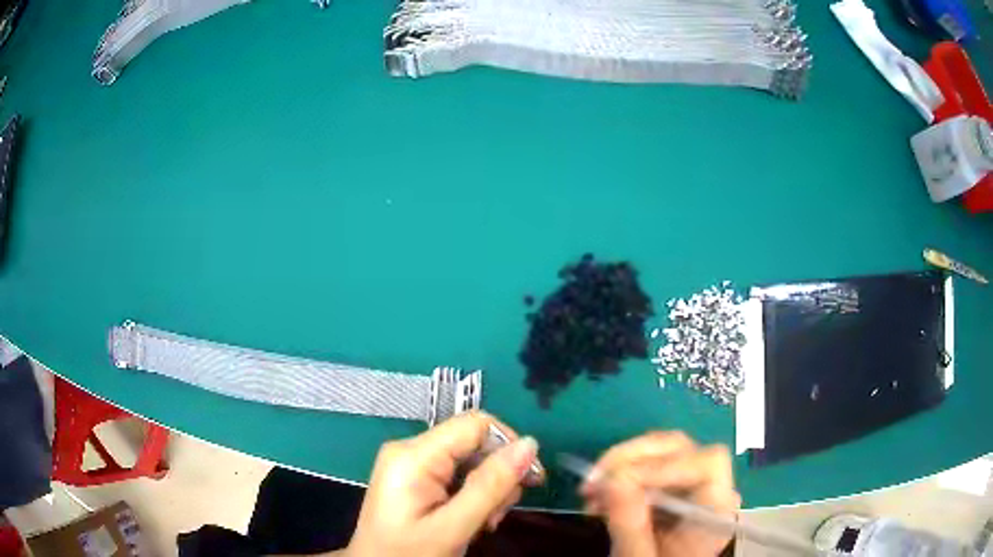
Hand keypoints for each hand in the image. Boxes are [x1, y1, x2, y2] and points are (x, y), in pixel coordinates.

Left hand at [344, 412, 542, 556]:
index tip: (530, 480)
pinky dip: (472, 495)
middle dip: (496, 476)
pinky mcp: (414, 477)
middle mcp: (410, 449)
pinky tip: (471, 519)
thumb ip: (490, 486)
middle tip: (497, 514)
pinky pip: (456, 474)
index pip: (475, 424)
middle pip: (474, 442)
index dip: (509, 446)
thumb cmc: (408, 554)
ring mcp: (411, 463)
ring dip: (487, 490)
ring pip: (469, 460)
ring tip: (484, 522)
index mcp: (413, 455)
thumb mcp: (453, 527)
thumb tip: (530, 444)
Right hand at [581, 432, 739, 556]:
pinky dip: (619, 474)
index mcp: (715, 510)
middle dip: (632, 459)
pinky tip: (598, 496)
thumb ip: (630, 525)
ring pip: (661, 450)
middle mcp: (710, 489)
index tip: (618, 481)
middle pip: (681, 449)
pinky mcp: (672, 487)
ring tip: (589, 490)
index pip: (707, 464)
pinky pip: (648, 465)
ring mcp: (691, 486)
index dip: (664, 466)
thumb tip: (612, 479)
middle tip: (593, 481)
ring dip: (620, 464)